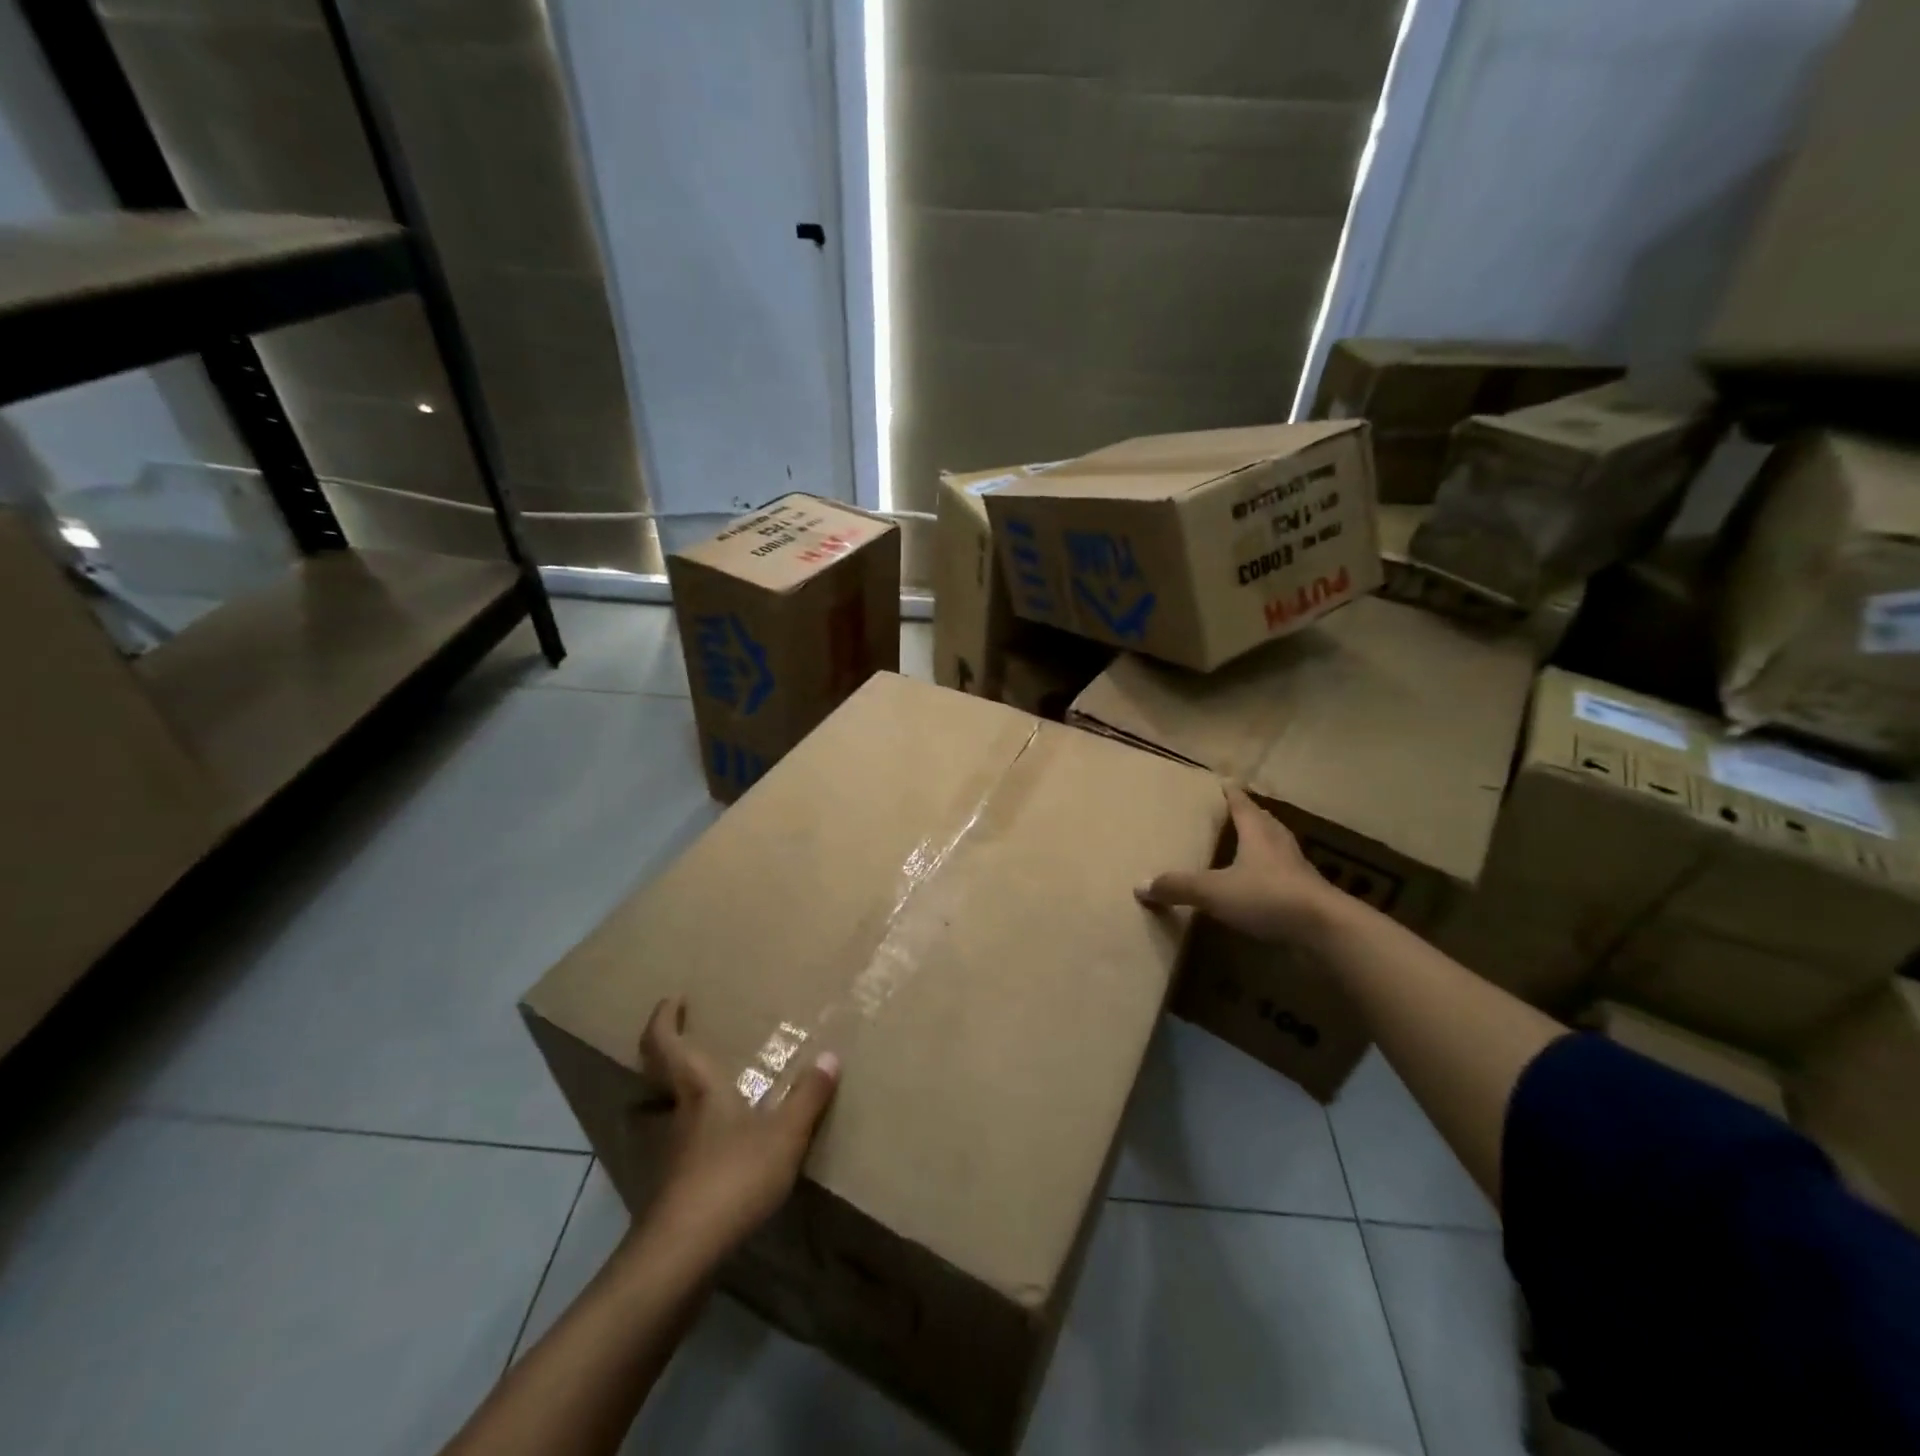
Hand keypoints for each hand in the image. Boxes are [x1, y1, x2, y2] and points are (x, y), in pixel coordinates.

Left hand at [634, 996, 838, 1262]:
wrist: (682, 1256)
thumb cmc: (733, 1177)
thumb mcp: (784, 1135)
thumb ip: (808, 1096)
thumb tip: (830, 1055)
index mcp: (698, 1090)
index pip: (667, 1044)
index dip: (664, 1018)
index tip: (673, 999)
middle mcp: (675, 1115)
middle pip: (654, 1078)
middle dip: (664, 1056)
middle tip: (686, 1042)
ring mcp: (666, 1155)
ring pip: (660, 1115)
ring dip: (673, 1099)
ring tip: (703, 1096)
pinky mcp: (667, 1190)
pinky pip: (675, 1148)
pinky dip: (689, 1138)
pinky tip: (713, 1152)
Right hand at [1136, 785, 1345, 944]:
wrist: (1325, 929)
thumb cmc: (1267, 896)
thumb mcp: (1214, 891)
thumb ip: (1178, 886)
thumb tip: (1139, 884)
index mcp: (1258, 834)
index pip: (1242, 805)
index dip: (1232, 794)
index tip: (1225, 782)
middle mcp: (1279, 845)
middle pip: (1264, 822)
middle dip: (1251, 815)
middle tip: (1237, 809)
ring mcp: (1297, 870)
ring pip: (1278, 847)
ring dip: (1264, 842)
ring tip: (1250, 843)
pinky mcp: (1307, 895)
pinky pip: (1285, 875)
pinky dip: (1272, 873)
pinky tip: (1263, 883)